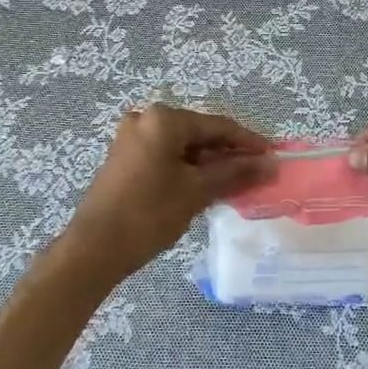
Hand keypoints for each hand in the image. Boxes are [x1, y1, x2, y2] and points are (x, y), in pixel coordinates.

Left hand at [62, 105, 273, 281]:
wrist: (94, 249)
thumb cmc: (149, 214)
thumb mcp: (197, 191)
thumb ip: (235, 173)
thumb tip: (269, 164)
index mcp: (164, 119)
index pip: (217, 125)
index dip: (248, 141)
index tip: (273, 155)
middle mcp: (146, 119)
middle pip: (199, 133)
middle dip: (229, 153)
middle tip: (257, 172)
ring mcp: (132, 138)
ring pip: (183, 146)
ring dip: (210, 163)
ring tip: (237, 182)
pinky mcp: (125, 158)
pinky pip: (166, 156)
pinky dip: (188, 168)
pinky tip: (207, 186)